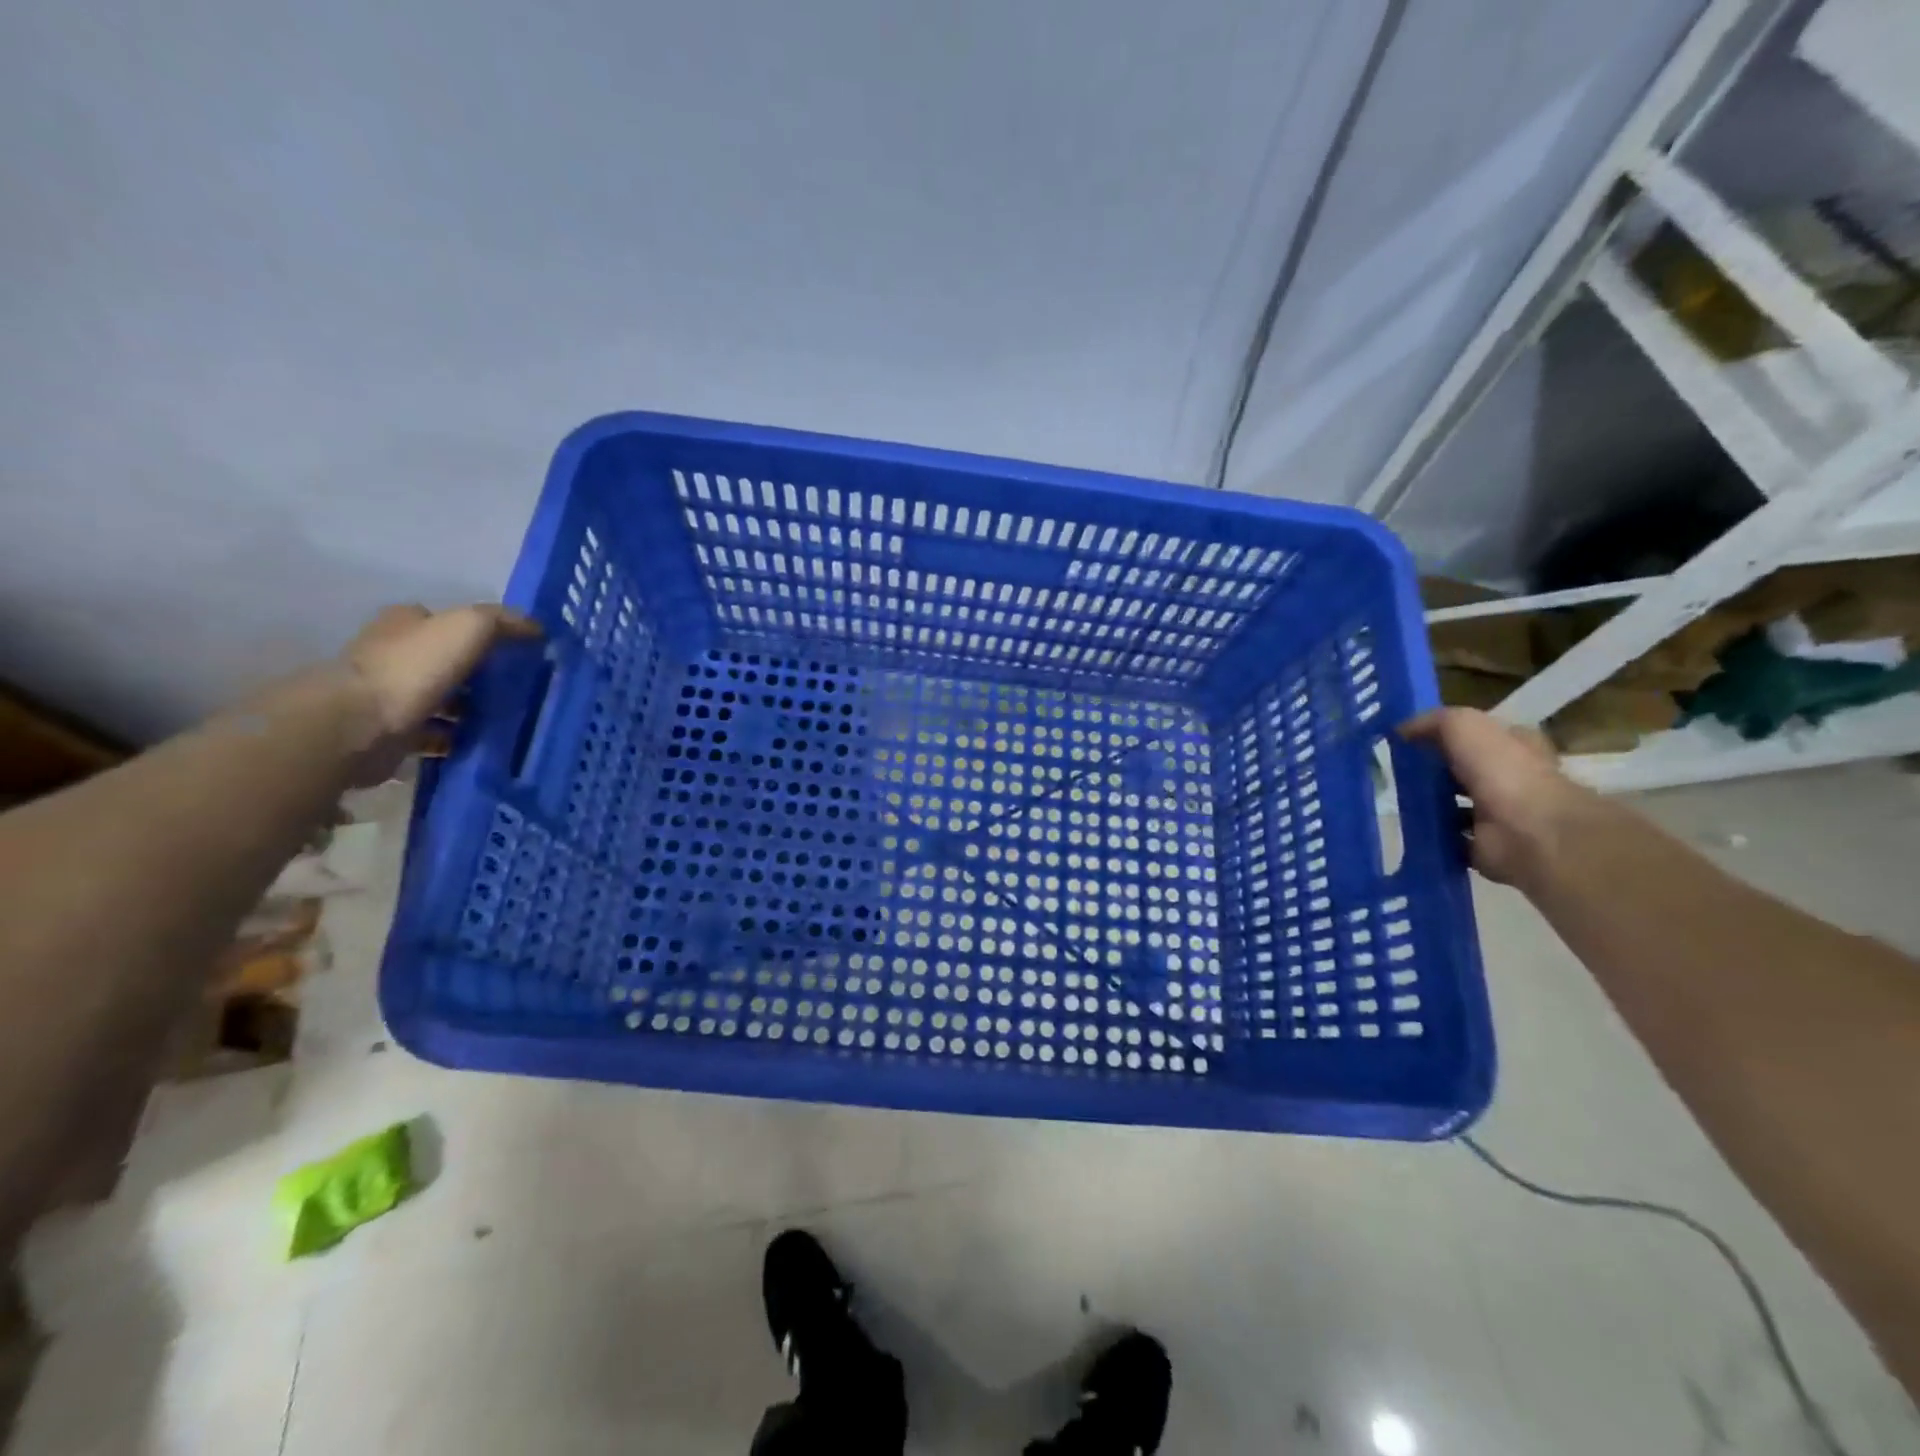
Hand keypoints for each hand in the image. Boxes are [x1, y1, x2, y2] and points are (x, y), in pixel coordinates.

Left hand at [339, 604, 539, 782]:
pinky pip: (434, 734)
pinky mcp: (391, 732)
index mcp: (404, 624)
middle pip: (444, 662)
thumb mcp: (469, 627)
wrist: (361, 724)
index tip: (512, 652)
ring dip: (468, 710)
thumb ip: (503, 621)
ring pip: (440, 700)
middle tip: (516, 689)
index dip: (478, 633)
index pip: (444, 621)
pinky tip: (481, 743)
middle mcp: (392, 655)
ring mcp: (389, 696)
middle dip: (477, 675)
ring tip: (506, 719)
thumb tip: (537, 628)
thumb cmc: (414, 667)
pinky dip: (456, 739)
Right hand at [1399, 707, 1590, 885]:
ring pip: (1455, 806)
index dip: (1449, 736)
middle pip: (1465, 772)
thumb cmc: (1502, 772)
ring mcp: (1499, 816)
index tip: (1411, 741)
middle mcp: (1510, 780)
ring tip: (1393, 801)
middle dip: (1434, 773)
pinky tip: (1405, 829)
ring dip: (1429, 806)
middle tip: (1394, 772)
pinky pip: (1449, 838)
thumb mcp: (1465, 726)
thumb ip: (1434, 722)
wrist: (1528, 832)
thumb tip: (1401, 730)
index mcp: (1515, 748)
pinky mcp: (1485, 847)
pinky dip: (1430, 836)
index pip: (1481, 736)